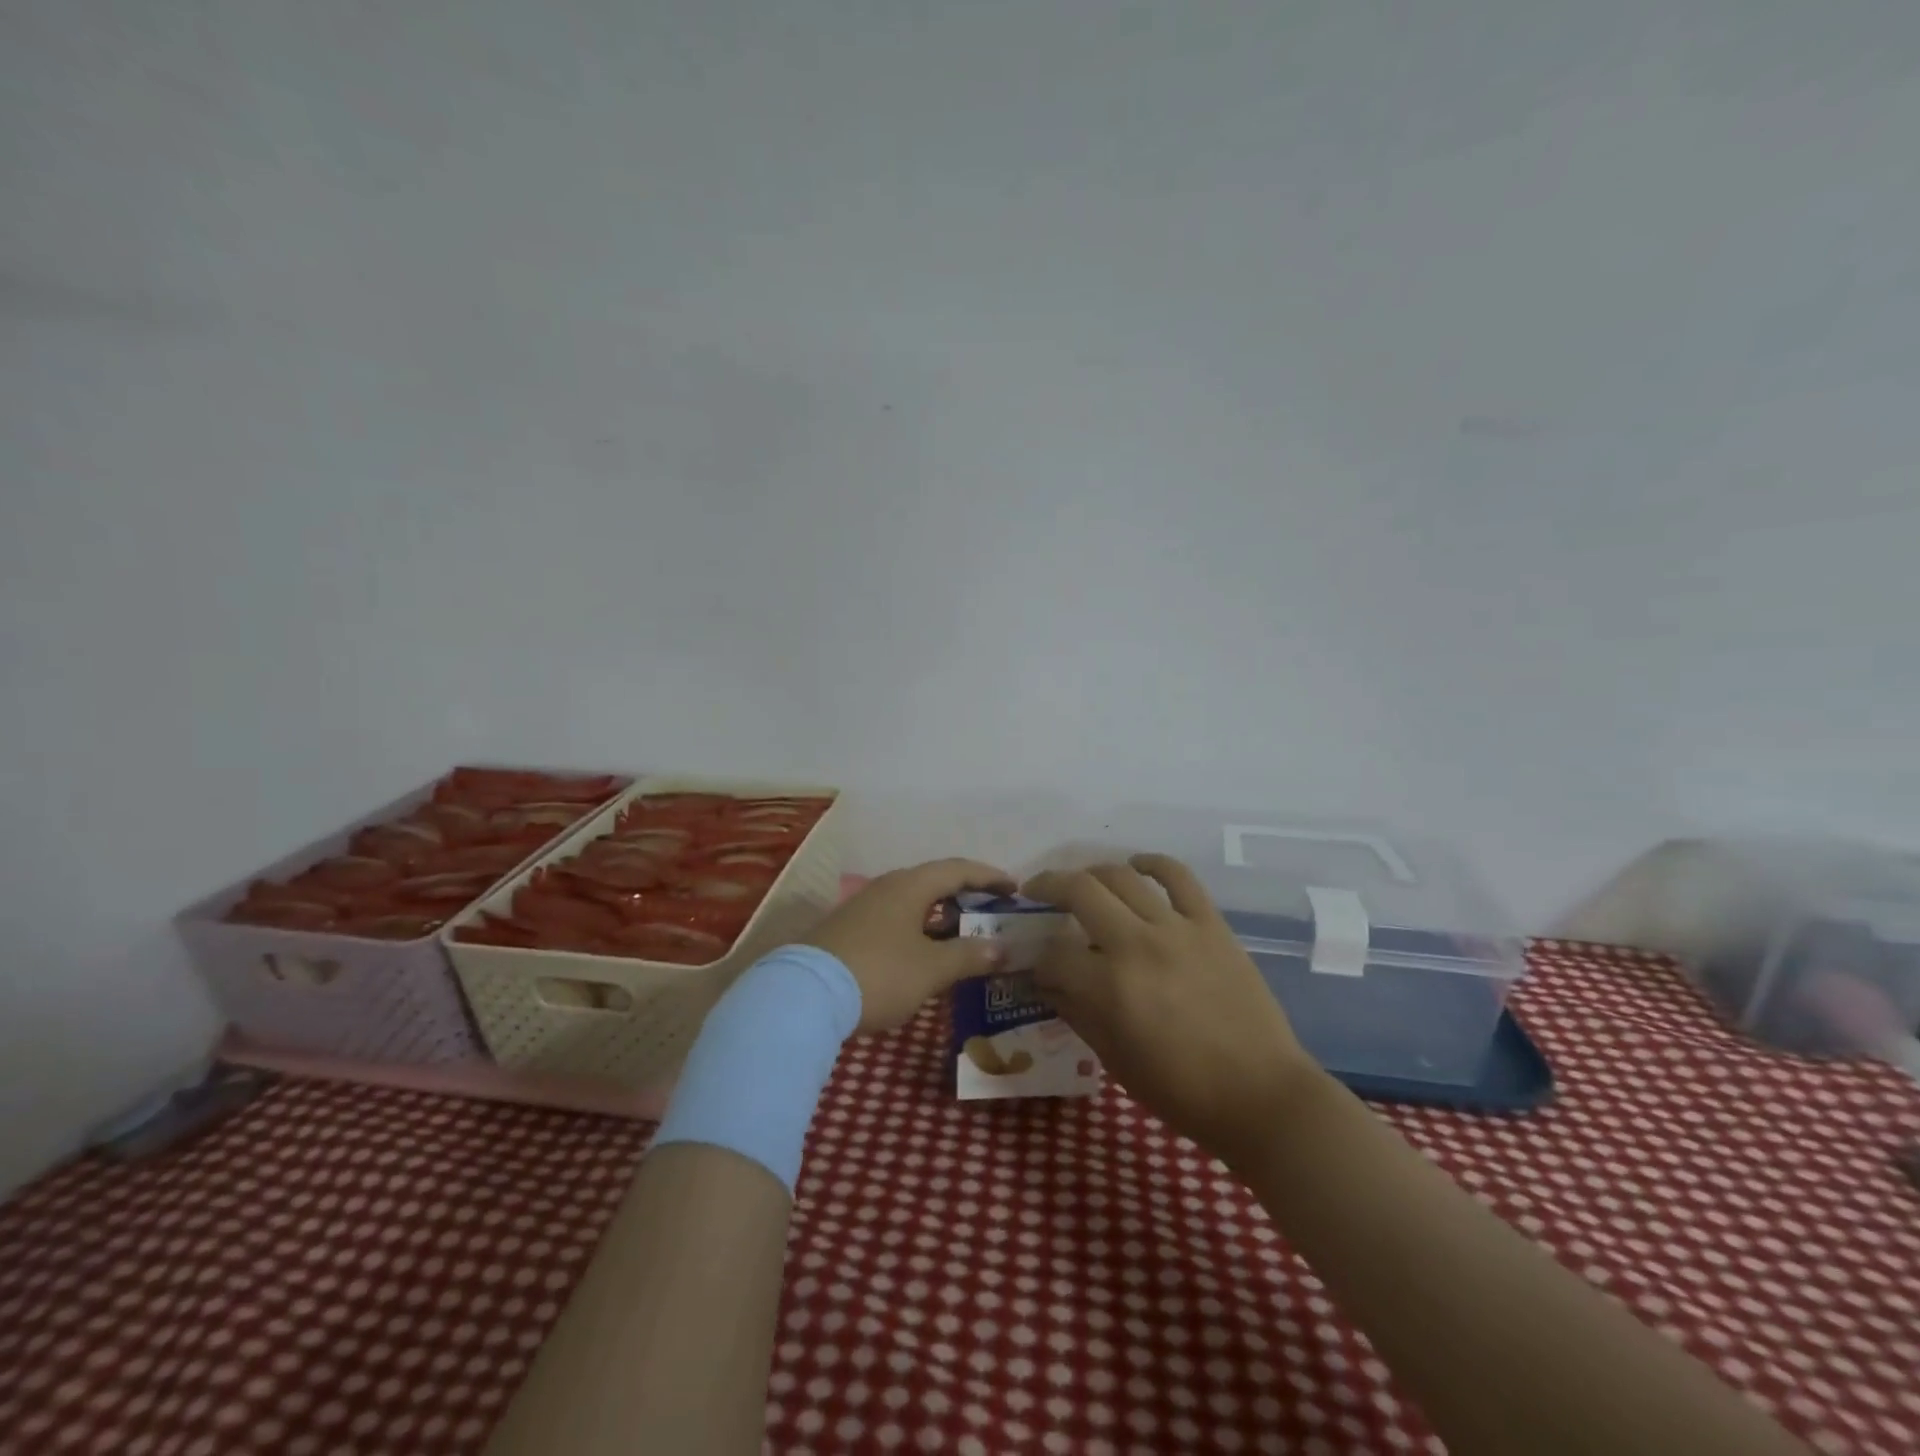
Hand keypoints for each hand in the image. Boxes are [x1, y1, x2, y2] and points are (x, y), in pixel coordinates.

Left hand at [803, 858, 1014, 1032]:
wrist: (804, 996)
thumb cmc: (879, 973)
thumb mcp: (931, 969)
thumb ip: (969, 955)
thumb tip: (1001, 947)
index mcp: (910, 886)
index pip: (958, 869)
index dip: (989, 877)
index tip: (1014, 888)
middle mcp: (886, 887)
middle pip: (934, 882)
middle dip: (966, 896)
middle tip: (991, 913)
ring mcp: (863, 907)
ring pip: (912, 903)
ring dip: (941, 916)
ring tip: (963, 936)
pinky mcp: (848, 930)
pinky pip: (895, 920)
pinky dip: (918, 930)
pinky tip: (923, 955)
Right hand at [1024, 854, 1322, 1167]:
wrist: (1261, 1095)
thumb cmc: (1182, 1091)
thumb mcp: (1115, 1060)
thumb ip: (1077, 1013)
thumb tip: (1048, 983)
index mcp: (1110, 987)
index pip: (1053, 954)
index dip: (1037, 959)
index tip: (1037, 965)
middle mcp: (1137, 944)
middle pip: (1079, 892)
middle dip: (1047, 887)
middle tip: (1036, 893)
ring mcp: (1177, 928)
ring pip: (1122, 876)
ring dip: (1091, 873)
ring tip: (1081, 882)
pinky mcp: (1211, 923)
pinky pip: (1179, 876)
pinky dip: (1153, 863)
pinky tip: (1137, 865)